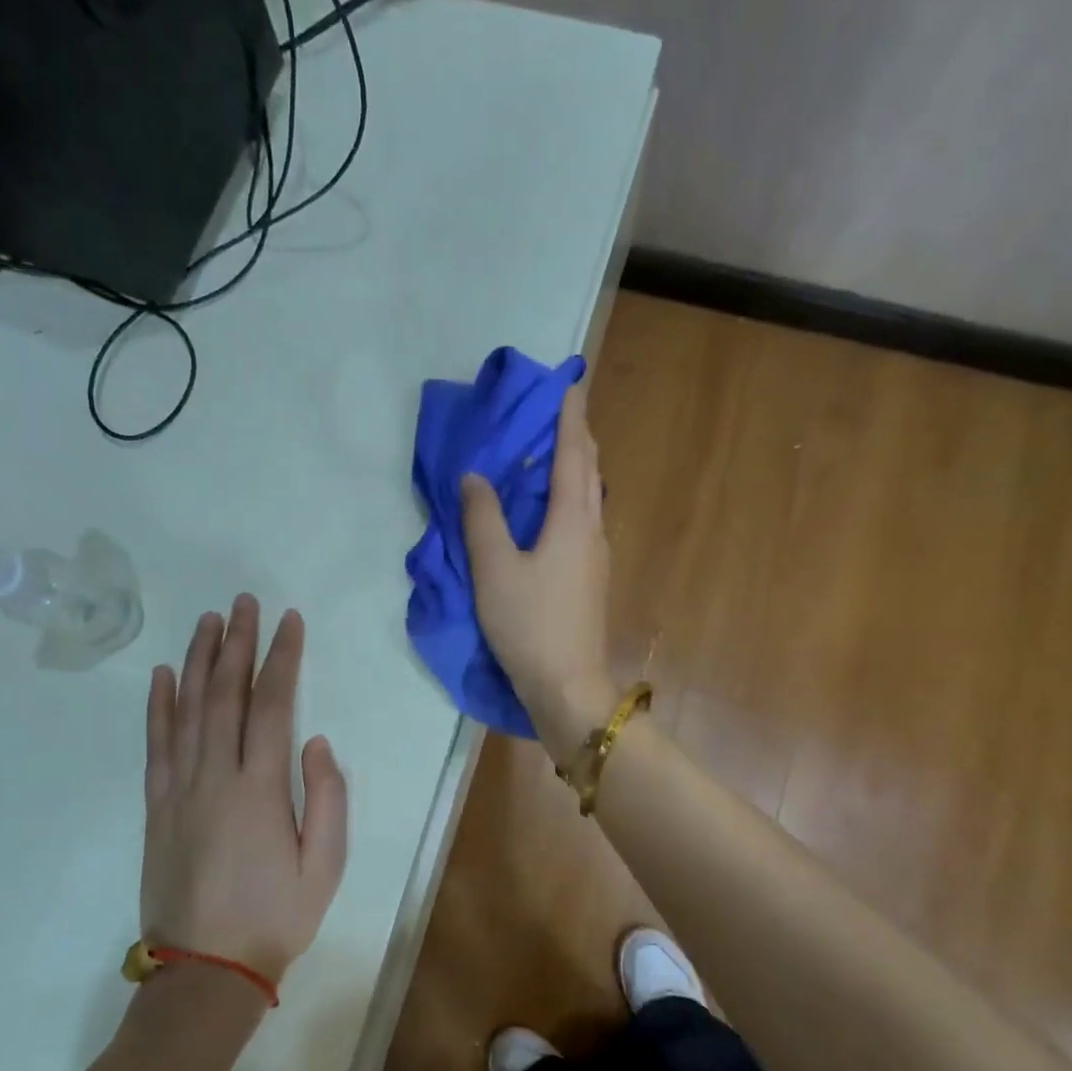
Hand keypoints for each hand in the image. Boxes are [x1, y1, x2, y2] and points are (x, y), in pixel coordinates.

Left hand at [138, 595, 347, 989]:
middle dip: (236, 644)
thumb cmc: (276, 917)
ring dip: (197, 661)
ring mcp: (179, 790)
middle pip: (224, 695)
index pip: (271, 705)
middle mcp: (215, 778)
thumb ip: (328, 799)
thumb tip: (317, 742)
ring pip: (186, 710)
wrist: (206, 971)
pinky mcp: (157, 808)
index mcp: (260, 789)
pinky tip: (161, 676)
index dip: (281, 658)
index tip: (288, 622)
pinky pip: (156, 746)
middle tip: (244, 603)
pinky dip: (158, 707)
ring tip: (207, 621)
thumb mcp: (326, 865)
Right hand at [461, 386, 616, 761]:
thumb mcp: (495, 570)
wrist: (568, 687)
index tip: (568, 382)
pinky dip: (568, 499)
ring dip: (573, 467)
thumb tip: (476, 477)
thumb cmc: (531, 625)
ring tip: (550, 453)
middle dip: (576, 436)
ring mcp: (595, 557)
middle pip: (589, 471)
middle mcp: (592, 530)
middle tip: (557, 411)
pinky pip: (581, 521)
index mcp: (573, 519)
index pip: (573, 453)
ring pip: (588, 498)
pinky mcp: (589, 579)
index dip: (569, 416)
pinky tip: (549, 509)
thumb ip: (482, 519)